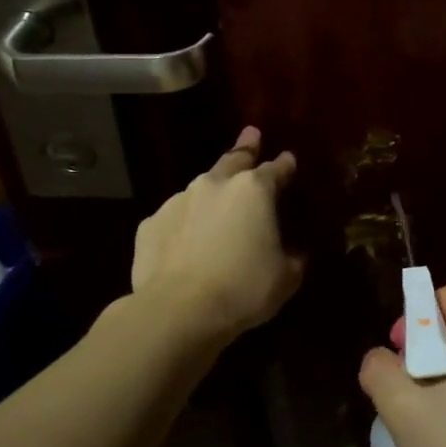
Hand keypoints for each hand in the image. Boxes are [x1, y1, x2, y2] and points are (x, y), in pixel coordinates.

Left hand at [131, 128, 304, 340]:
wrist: (178, 311)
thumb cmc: (243, 288)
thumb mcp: (286, 277)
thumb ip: (293, 257)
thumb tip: (295, 254)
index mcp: (254, 190)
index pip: (275, 169)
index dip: (285, 164)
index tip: (289, 159)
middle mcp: (215, 185)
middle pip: (233, 160)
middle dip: (245, 148)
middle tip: (251, 135)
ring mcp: (178, 201)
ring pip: (201, 189)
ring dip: (212, 193)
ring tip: (217, 205)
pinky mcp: (150, 224)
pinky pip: (175, 218)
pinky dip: (184, 224)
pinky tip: (186, 242)